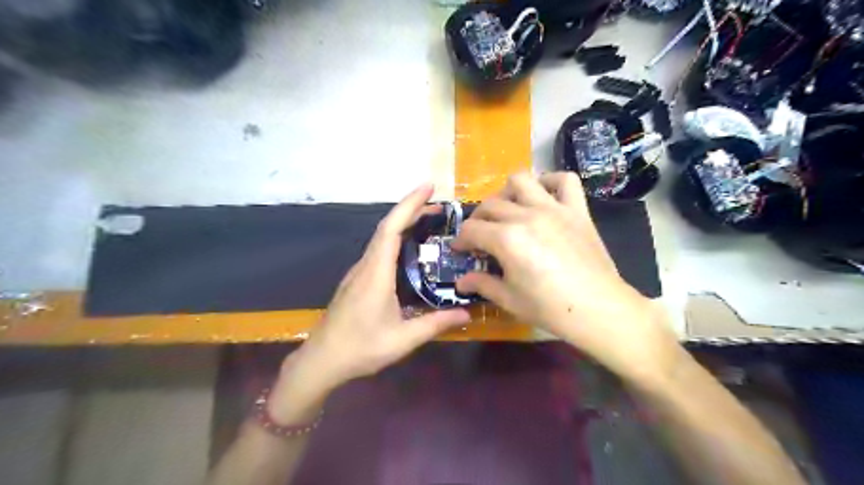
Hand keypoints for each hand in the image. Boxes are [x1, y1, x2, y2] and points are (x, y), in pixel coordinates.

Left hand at [285, 184, 469, 392]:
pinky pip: (378, 250)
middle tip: (440, 206)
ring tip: (429, 222)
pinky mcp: (357, 281)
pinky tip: (410, 250)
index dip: (409, 204)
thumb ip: (435, 323)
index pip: (391, 229)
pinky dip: (396, 239)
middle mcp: (366, 266)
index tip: (428, 187)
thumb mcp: (403, 339)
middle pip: (387, 227)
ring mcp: (358, 272)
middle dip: (412, 210)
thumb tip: (466, 312)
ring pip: (381, 238)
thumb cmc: (361, 348)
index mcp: (376, 273)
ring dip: (404, 224)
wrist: (321, 361)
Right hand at [453, 173, 681, 383]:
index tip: (459, 249)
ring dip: (507, 192)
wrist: (598, 308)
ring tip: (508, 209)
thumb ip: (482, 284)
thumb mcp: (509, 299)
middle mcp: (526, 215)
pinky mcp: (577, 210)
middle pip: (491, 205)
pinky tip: (543, 195)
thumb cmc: (549, 308)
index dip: (461, 240)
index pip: (472, 230)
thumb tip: (461, 281)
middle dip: (478, 219)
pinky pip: (565, 181)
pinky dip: (551, 181)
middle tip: (480, 236)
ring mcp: (553, 209)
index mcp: (506, 239)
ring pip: (521, 181)